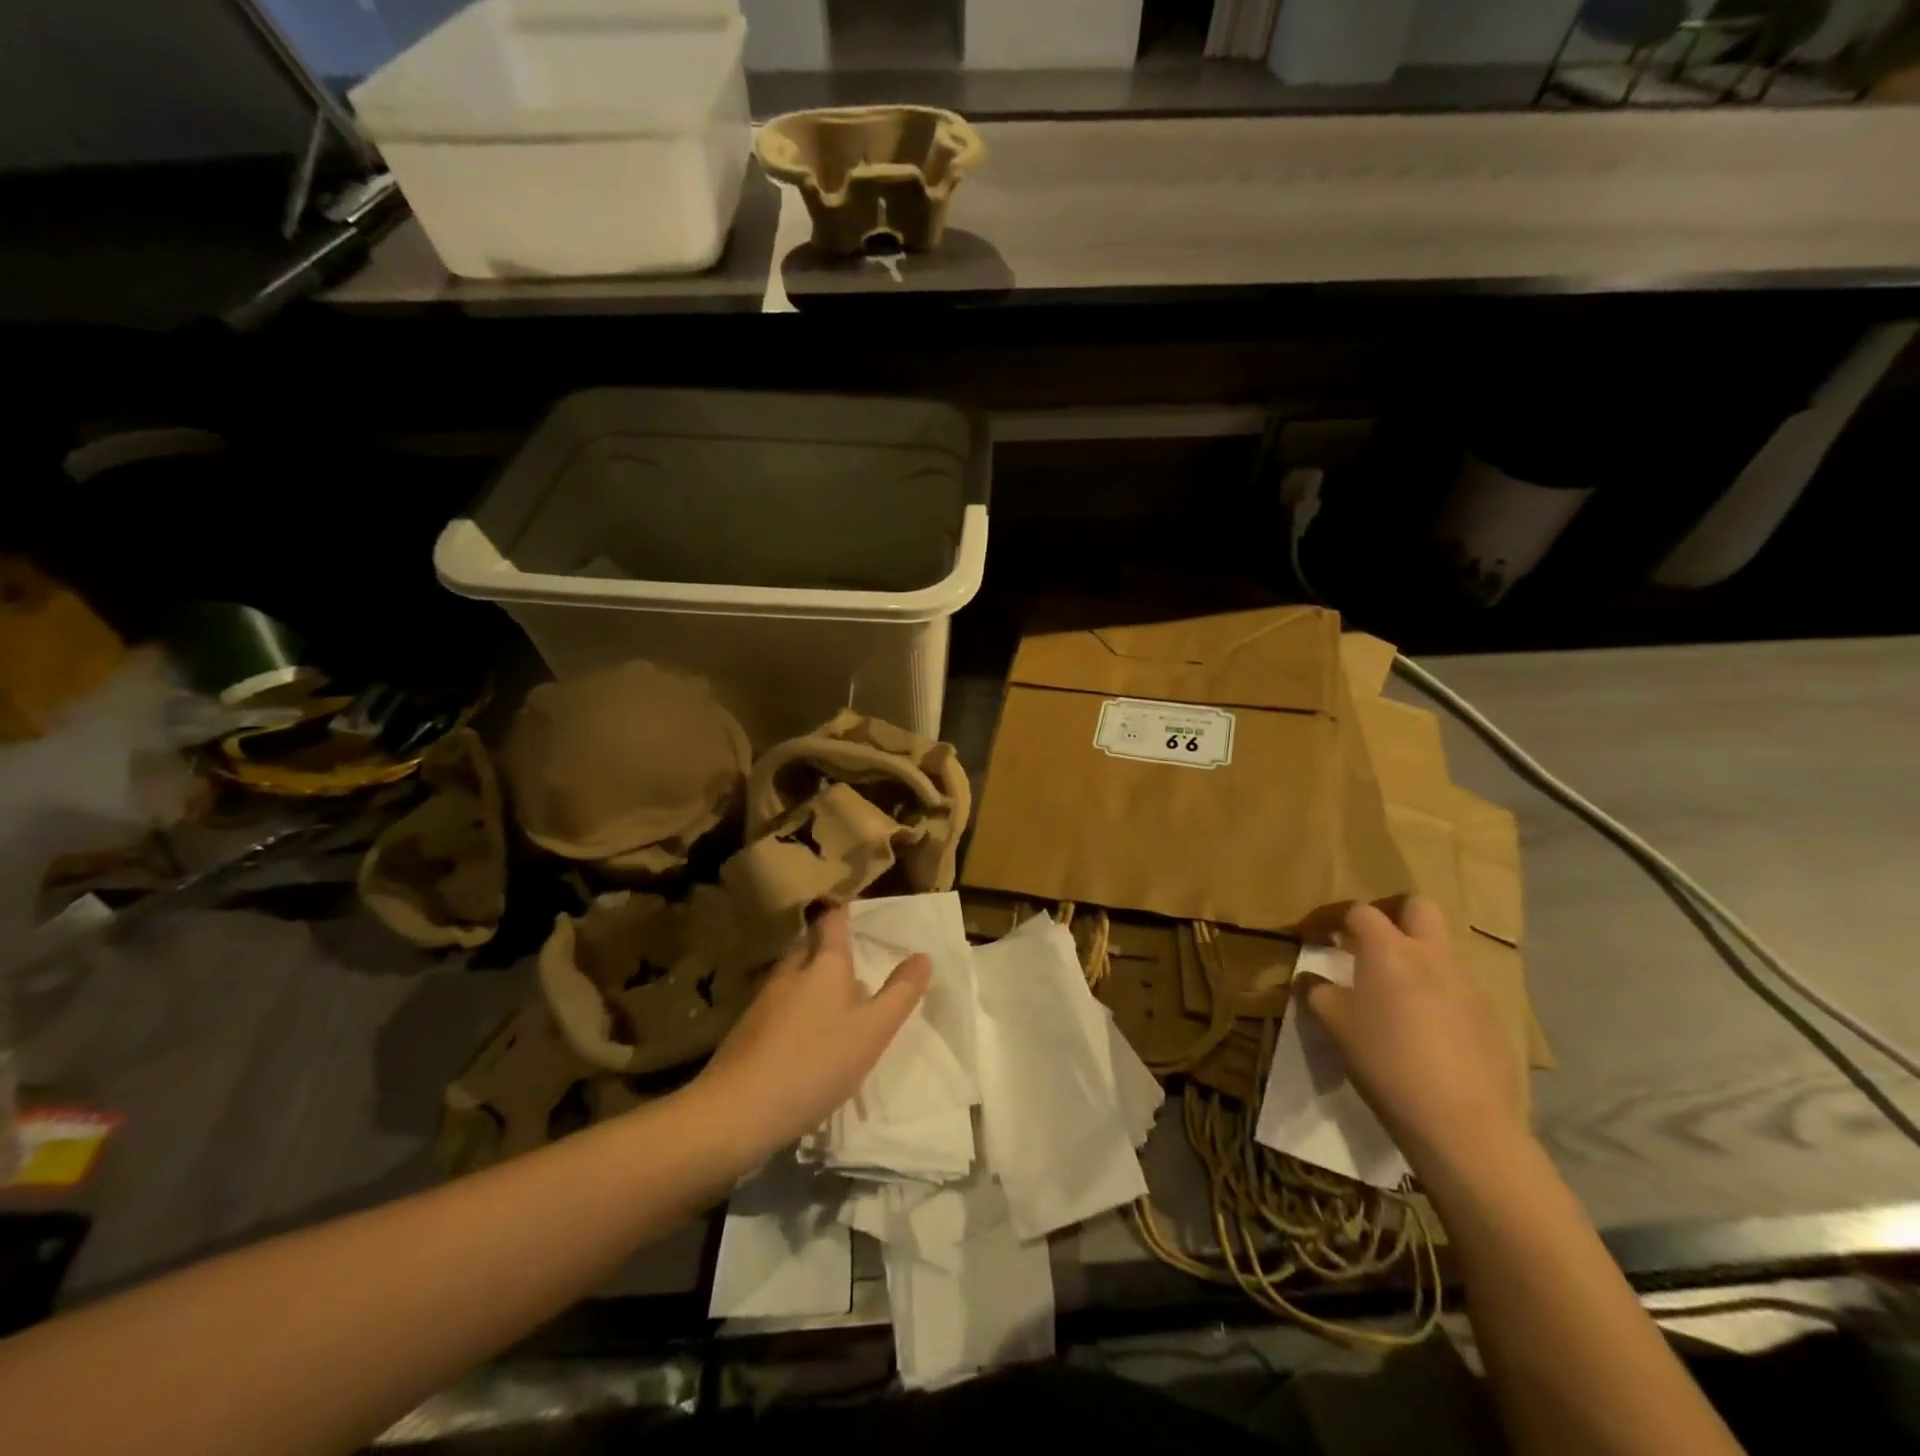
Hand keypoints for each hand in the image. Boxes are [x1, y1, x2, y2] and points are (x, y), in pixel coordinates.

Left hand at [690, 906, 931, 1164]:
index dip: (845, 913)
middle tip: (853, 961)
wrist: (736, 1111)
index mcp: (824, 964)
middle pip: (809, 945)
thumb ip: (900, 994)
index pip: (833, 921)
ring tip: (833, 999)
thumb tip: (923, 956)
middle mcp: (791, 971)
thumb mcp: (872, 1032)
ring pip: (792, 975)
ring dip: (811, 979)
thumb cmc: (815, 1063)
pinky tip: (803, 1035)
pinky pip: (777, 1004)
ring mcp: (763, 999)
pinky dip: (794, 1007)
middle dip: (828, 948)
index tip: (858, 913)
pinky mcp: (746, 1028)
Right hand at [1304, 896, 1526, 1176]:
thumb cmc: (1385, 1060)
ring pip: (1441, 949)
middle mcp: (1432, 956)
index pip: (1360, 911)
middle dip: (1393, 914)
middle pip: (1418, 907)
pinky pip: (1458, 988)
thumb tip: (1309, 979)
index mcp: (1389, 950)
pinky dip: (1437, 993)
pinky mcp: (1490, 1017)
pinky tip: (1425, 1029)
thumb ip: (1317, 992)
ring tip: (1394, 992)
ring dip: (1417, 956)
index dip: (1336, 918)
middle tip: (1370, 941)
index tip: (1320, 935)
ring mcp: (1467, 985)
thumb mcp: (1334, 1025)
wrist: (1462, 1121)